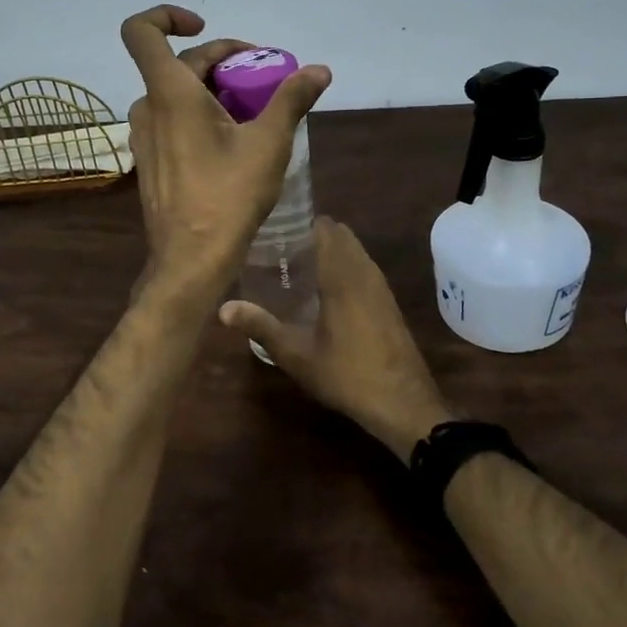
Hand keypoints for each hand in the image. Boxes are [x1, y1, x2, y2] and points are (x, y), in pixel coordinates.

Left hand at [121, 5, 330, 301]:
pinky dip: (197, 113)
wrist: (191, 259)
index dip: (167, 16)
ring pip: (175, 93)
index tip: (204, 27)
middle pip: (177, 64)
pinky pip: (170, 119)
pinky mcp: (149, 161)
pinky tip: (231, 139)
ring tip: (251, 109)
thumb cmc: (228, 196)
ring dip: (211, 89)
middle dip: (221, 61)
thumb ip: (292, 99)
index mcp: (169, 92)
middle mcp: (147, 108)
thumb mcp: (269, 143)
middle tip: (264, 78)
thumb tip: (321, 70)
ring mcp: (144, 137)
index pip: (141, 30)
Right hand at [219, 217, 452, 461]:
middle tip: (281, 248)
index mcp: (342, 276)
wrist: (403, 404)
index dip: (301, 223)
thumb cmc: (347, 374)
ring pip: (355, 251)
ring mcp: (381, 287)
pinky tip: (326, 291)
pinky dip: (345, 266)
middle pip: (340, 235)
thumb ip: (261, 327)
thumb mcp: (296, 354)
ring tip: (298, 266)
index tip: (275, 230)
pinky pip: (364, 268)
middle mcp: (364, 272)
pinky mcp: (389, 302)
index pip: (324, 228)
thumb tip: (223, 309)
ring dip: (331, 250)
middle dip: (313, 234)